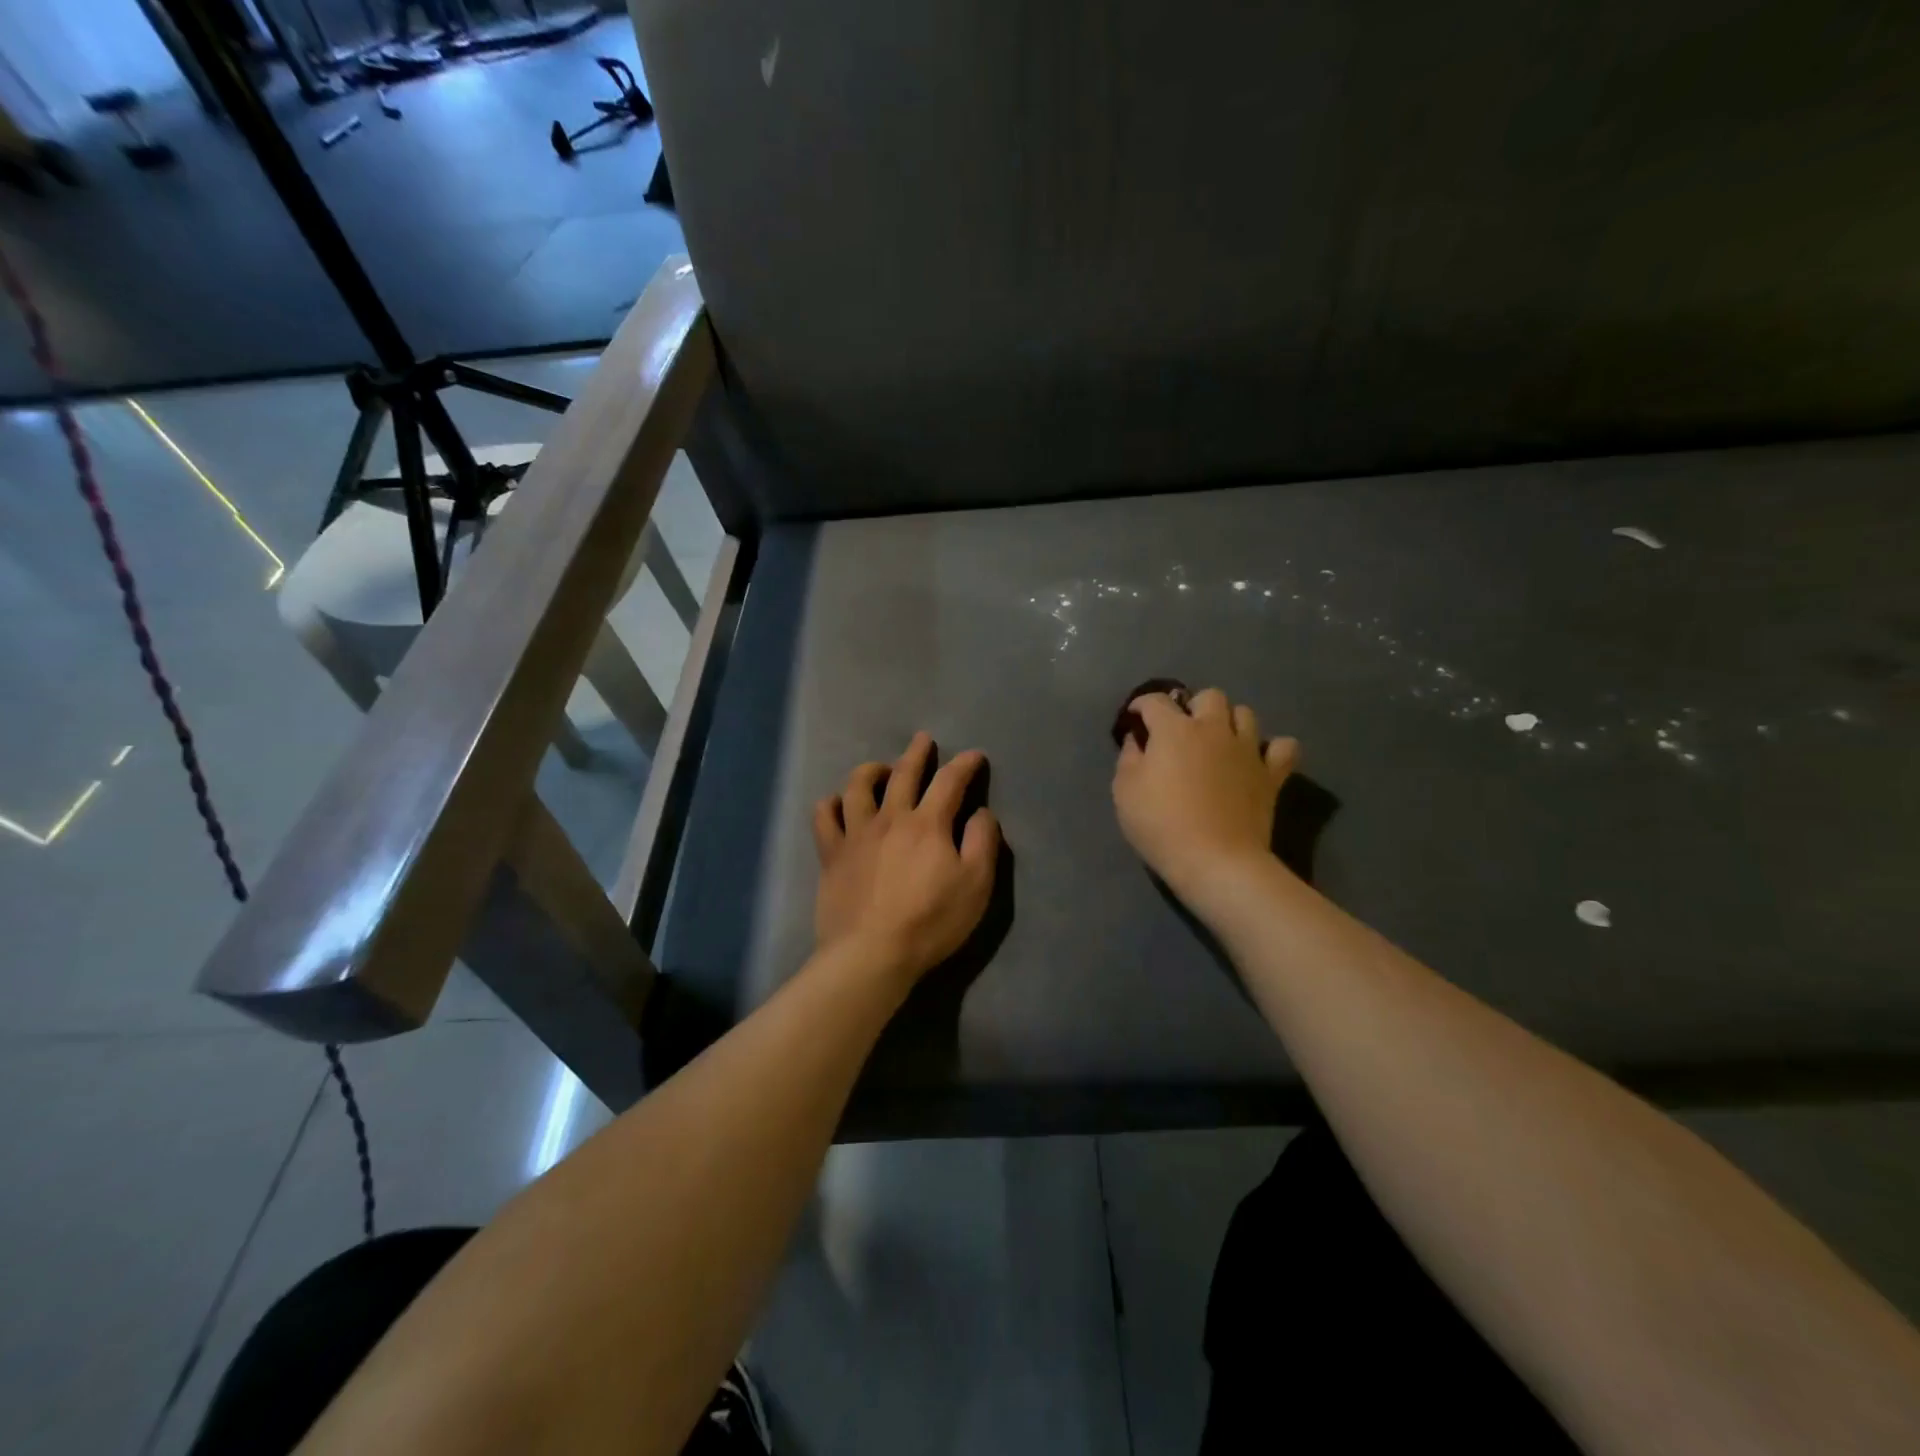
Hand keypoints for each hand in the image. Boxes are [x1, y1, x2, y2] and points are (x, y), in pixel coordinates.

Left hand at [812, 732, 1001, 984]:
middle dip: (916, 753)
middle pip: (903, 774)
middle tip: (923, 739)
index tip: (975, 756)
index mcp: (928, 824)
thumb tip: (980, 812)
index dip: (965, 765)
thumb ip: (982, 842)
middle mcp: (890, 818)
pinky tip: (837, 803)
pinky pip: (824, 817)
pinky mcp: (831, 854)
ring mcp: (856, 834)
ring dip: (871, 770)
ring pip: (858, 786)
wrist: (871, 953)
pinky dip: (830, 803)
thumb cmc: (931, 921)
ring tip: (880, 768)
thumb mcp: (976, 885)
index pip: (950, 781)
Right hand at [1111, 688, 1296, 905]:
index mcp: (1174, 730)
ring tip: (1218, 740)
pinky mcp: (1271, 775)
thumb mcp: (1125, 792)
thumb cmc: (1161, 825)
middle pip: (1209, 697)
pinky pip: (1284, 747)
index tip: (1134, 718)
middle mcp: (1213, 729)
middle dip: (1193, 706)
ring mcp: (1247, 750)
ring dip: (1230, 721)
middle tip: (1182, 729)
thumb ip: (1128, 758)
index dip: (1141, 705)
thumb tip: (1137, 739)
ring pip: (1245, 714)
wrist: (1216, 861)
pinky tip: (1259, 758)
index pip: (1155, 701)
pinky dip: (1273, 748)